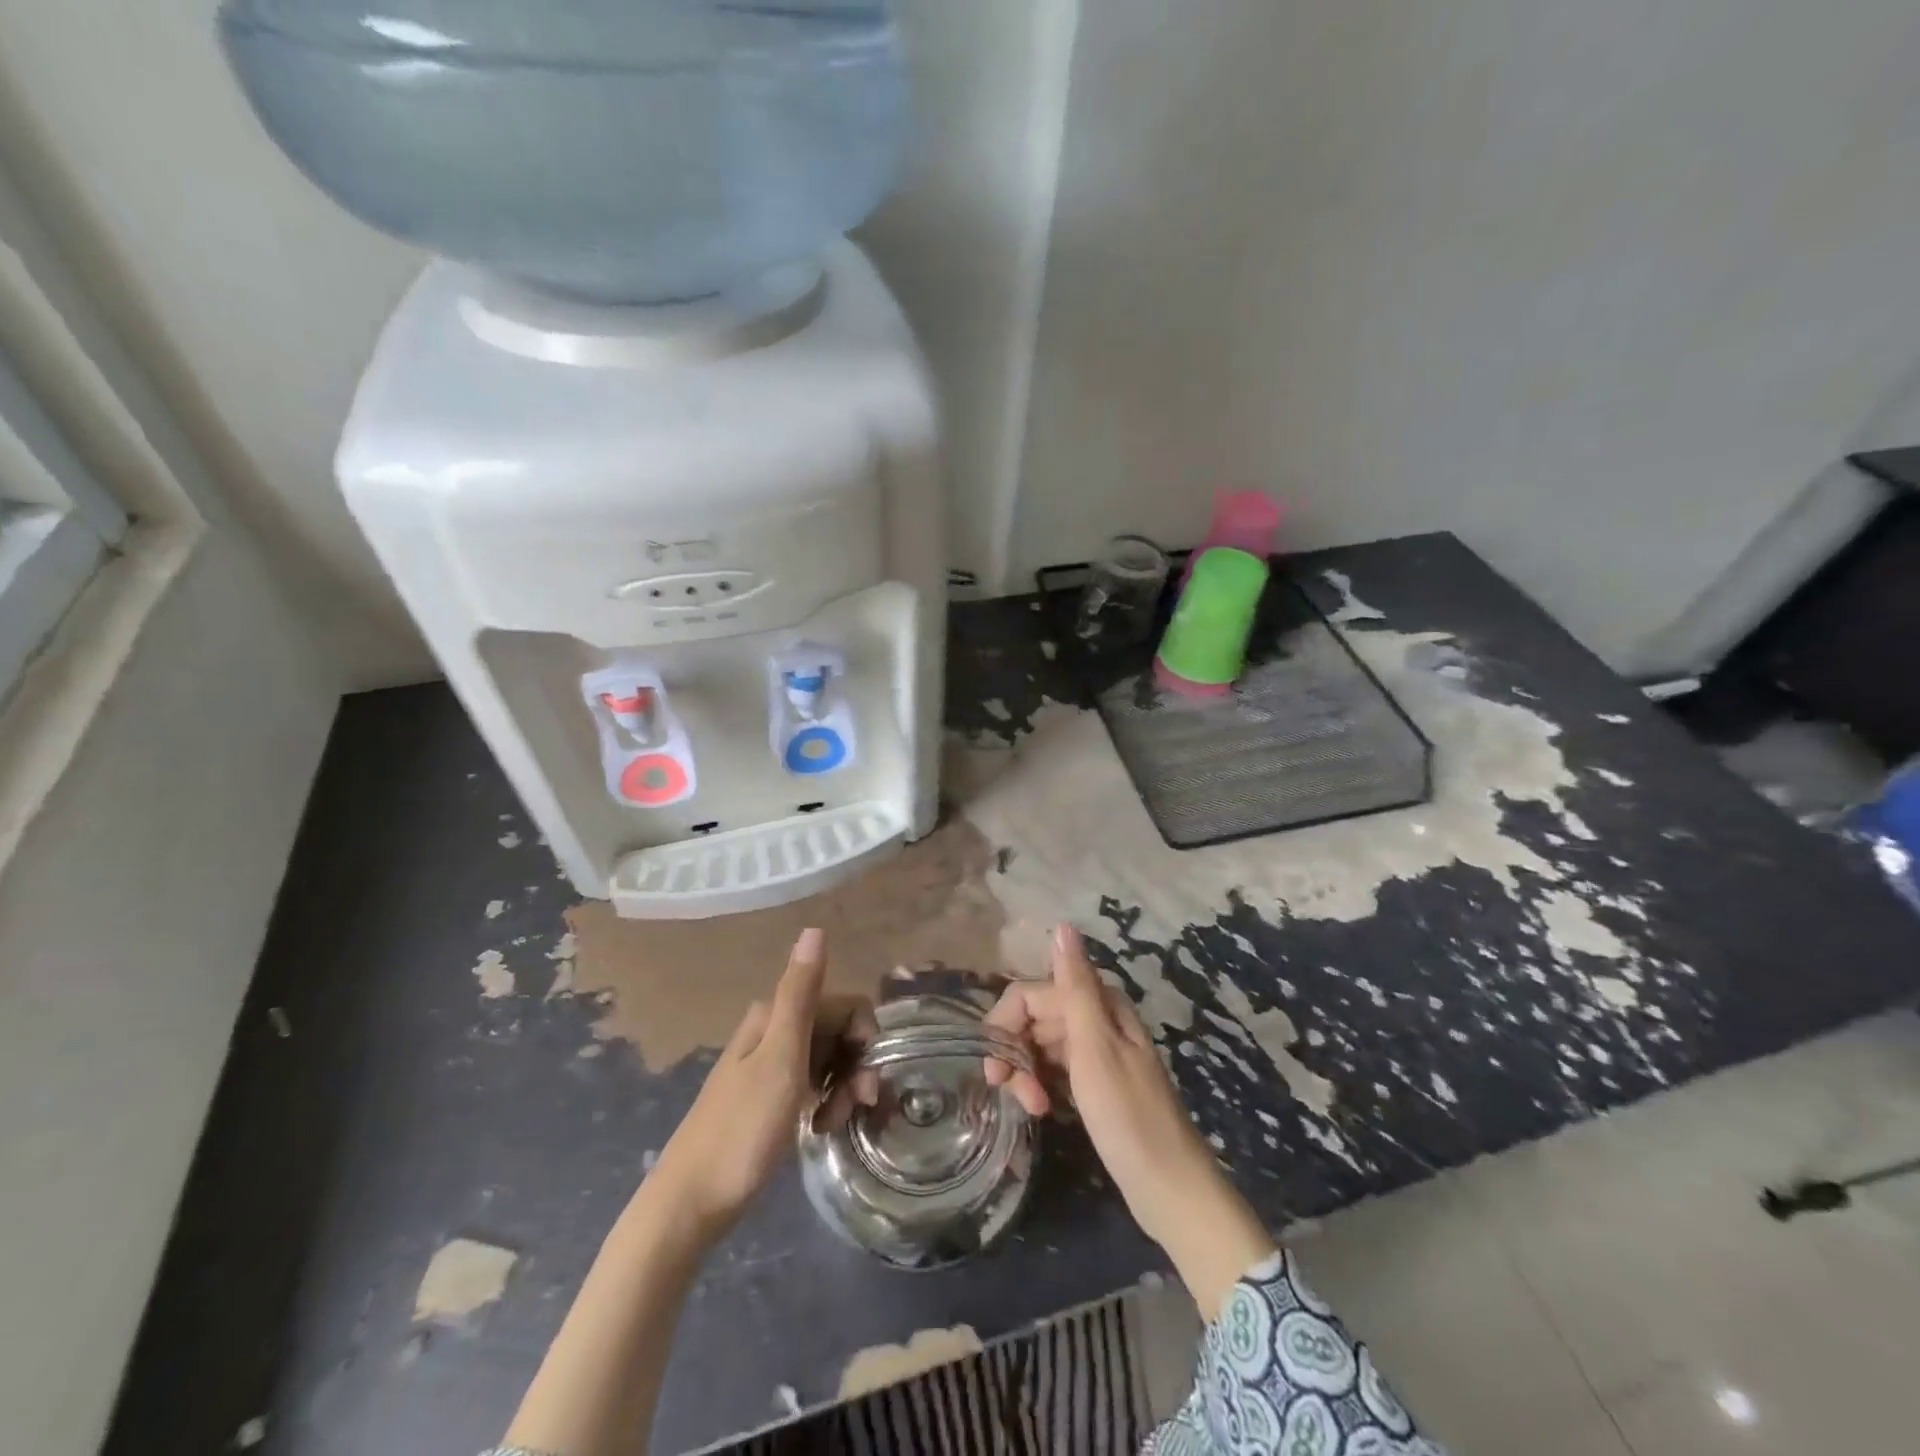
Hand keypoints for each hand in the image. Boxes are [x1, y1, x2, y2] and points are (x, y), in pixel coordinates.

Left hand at [652, 928, 875, 1237]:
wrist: (689, 1204)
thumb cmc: (742, 1130)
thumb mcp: (781, 1059)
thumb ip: (801, 994)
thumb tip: (814, 928)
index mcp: (776, 1016)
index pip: (846, 1006)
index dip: (864, 1038)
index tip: (865, 1080)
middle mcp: (773, 1031)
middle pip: (838, 1032)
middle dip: (856, 1067)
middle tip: (857, 1107)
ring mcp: (769, 1066)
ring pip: (828, 1061)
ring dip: (843, 1089)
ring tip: (832, 1124)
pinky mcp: (768, 1098)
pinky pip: (812, 1086)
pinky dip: (824, 1104)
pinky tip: (818, 1129)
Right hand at [984, 925, 1275, 1315]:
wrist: (1170, 1187)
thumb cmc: (1128, 1115)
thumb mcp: (1095, 1048)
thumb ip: (1075, 986)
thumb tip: (1062, 926)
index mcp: (1098, 1004)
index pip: (1031, 993)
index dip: (1005, 1023)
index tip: (995, 1067)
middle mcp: (1096, 1018)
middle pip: (1034, 1017)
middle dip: (1014, 1051)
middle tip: (1013, 1094)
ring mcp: (1096, 1051)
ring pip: (1040, 1044)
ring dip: (1025, 1072)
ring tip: (1032, 1109)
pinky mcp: (1094, 1081)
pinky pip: (1053, 1068)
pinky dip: (1040, 1084)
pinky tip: (1042, 1109)